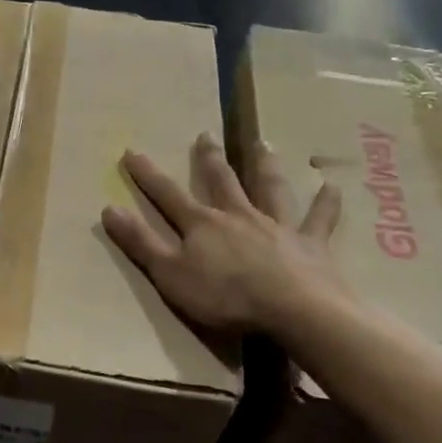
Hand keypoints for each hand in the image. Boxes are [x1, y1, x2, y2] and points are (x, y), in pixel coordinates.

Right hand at [102, 133, 352, 334]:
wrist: (292, 308)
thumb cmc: (226, 296)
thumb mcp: (170, 274)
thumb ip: (141, 243)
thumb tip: (109, 209)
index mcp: (202, 225)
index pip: (167, 195)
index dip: (147, 175)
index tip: (131, 151)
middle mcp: (239, 216)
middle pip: (221, 182)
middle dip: (209, 159)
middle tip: (205, 134)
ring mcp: (276, 226)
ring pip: (269, 189)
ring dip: (265, 166)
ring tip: (264, 143)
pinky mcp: (310, 243)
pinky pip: (319, 219)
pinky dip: (325, 203)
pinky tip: (331, 186)